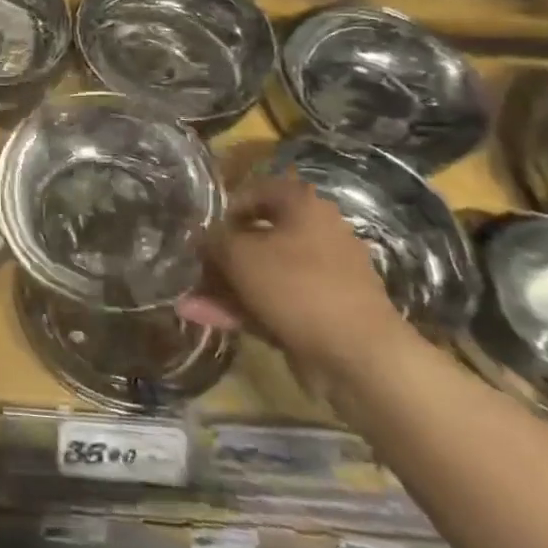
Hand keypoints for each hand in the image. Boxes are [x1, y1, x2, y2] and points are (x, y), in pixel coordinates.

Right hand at [178, 174, 411, 378]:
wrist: (360, 357)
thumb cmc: (297, 287)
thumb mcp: (238, 254)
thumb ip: (213, 240)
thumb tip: (201, 237)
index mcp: (303, 206)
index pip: (256, 190)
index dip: (223, 207)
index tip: (199, 227)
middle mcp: (316, 234)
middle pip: (257, 236)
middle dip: (219, 255)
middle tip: (191, 266)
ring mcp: (321, 277)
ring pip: (262, 273)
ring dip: (224, 286)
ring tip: (186, 300)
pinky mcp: (321, 312)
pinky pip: (273, 302)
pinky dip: (242, 308)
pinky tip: (204, 318)